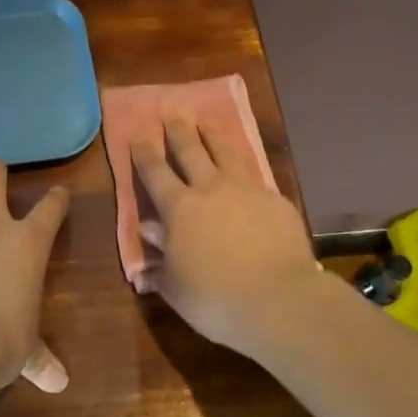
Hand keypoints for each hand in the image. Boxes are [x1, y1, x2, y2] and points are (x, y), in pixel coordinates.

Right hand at [131, 120, 319, 358]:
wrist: (279, 300)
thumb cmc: (215, 299)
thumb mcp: (175, 285)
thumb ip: (161, 255)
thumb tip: (150, 231)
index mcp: (179, 208)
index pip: (155, 172)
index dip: (144, 154)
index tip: (138, 137)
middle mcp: (211, 189)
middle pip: (191, 151)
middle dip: (178, 132)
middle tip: (172, 115)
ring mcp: (247, 190)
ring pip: (226, 152)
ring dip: (212, 135)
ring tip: (206, 122)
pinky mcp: (276, 200)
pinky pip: (256, 177)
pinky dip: (245, 168)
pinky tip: (246, 171)